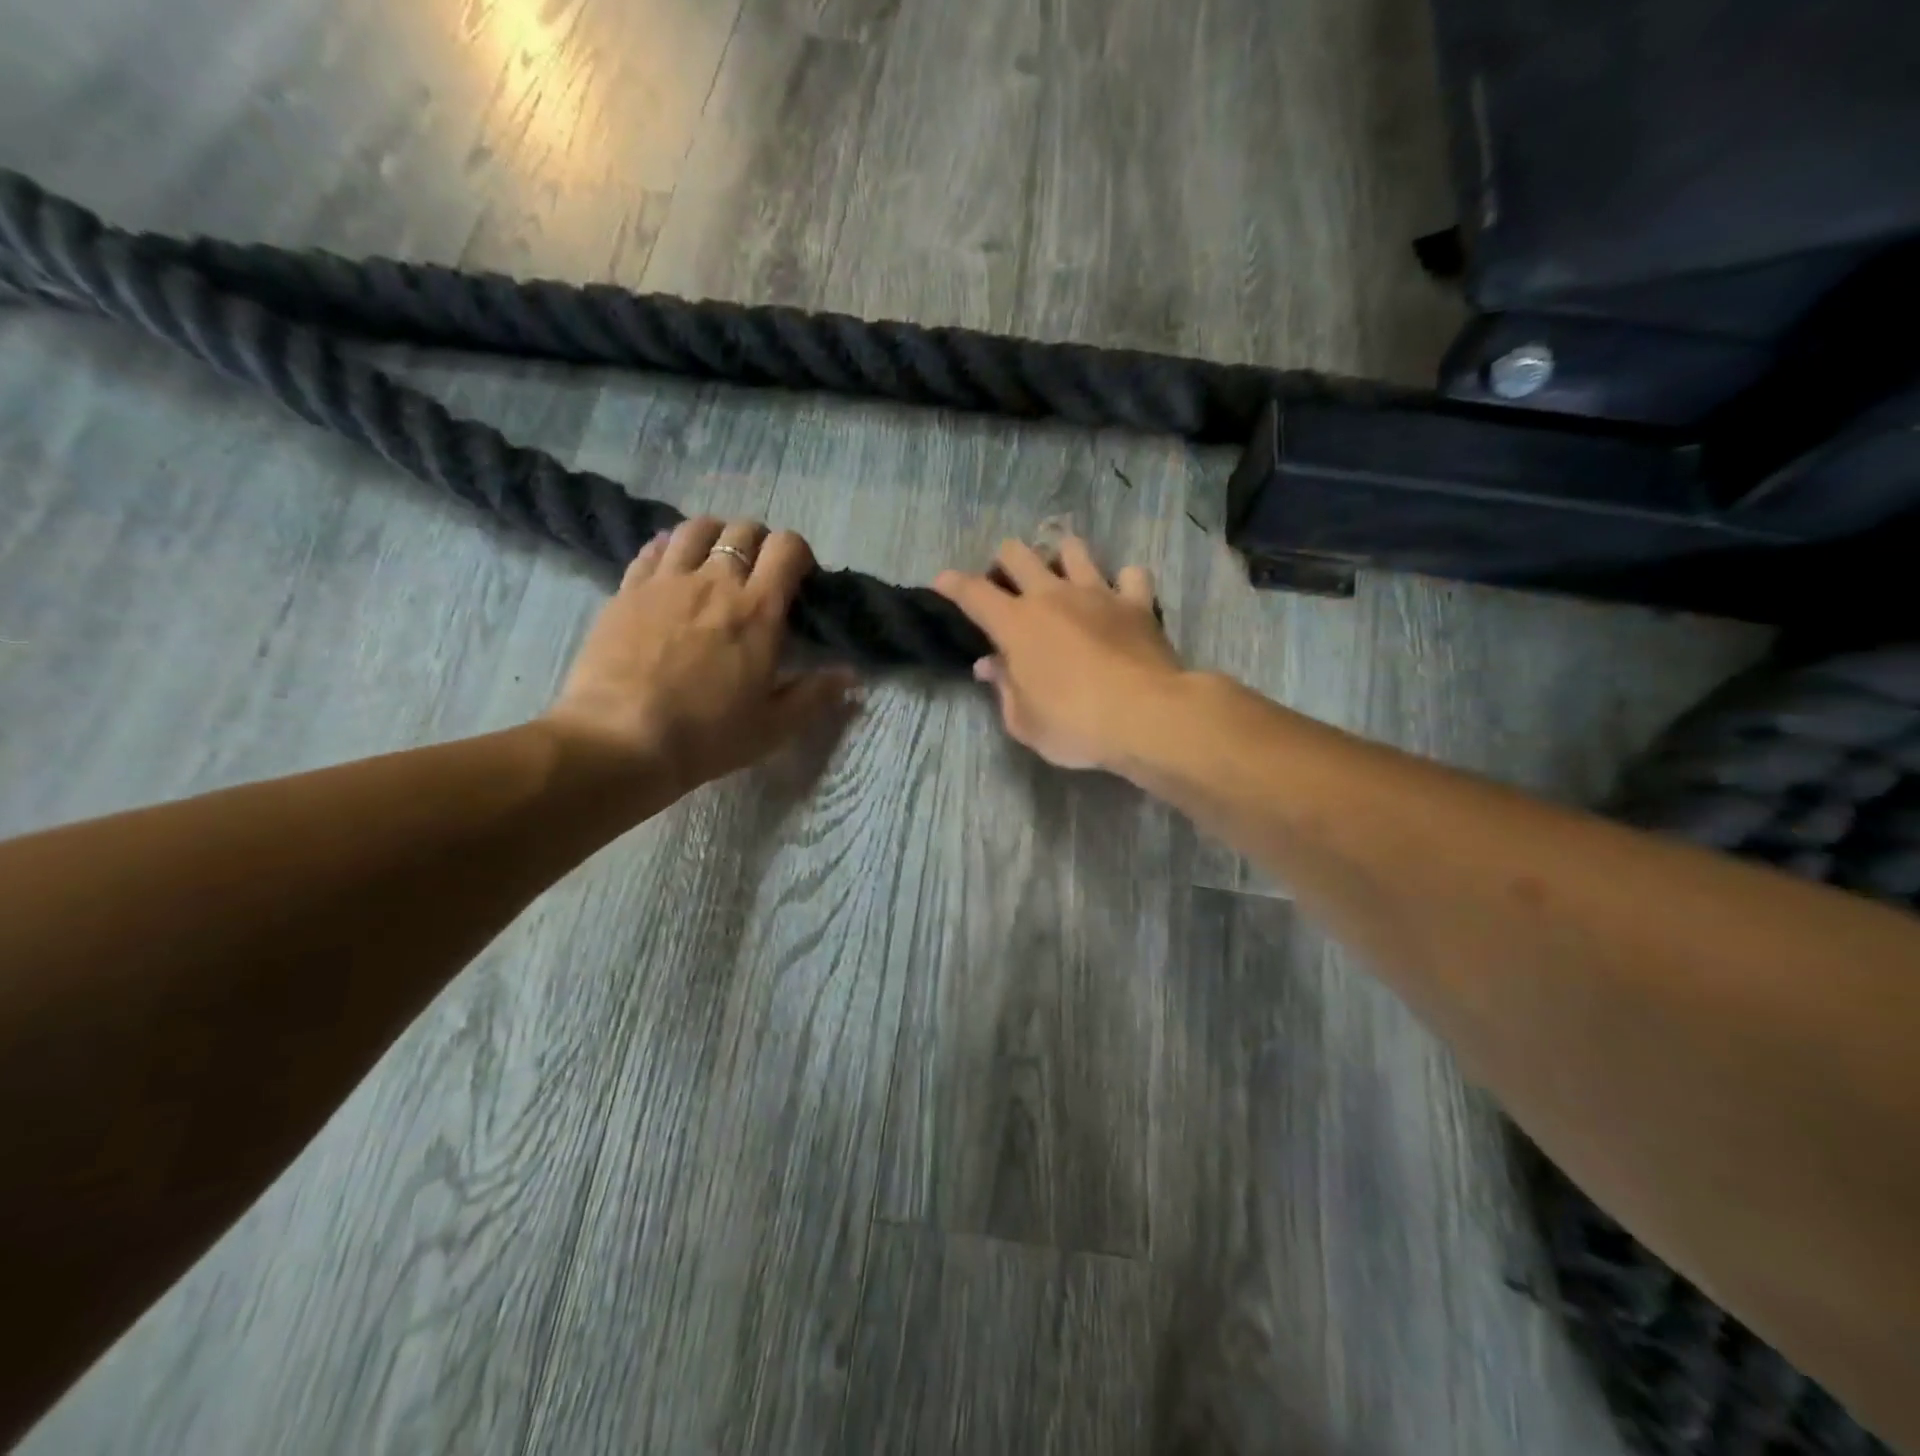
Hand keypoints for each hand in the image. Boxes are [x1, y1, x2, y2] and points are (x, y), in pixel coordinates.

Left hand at [544, 516, 858, 795]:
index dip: (798, 553)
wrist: (620, 741)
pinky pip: (653, 547)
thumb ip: (815, 694)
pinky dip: (670, 547)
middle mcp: (715, 581)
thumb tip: (852, 675)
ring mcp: (666, 581)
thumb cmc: (707, 736)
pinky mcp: (627, 590)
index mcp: (758, 610)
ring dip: (715, 535)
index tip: (799, 577)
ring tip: (715, 560)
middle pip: (744, 530)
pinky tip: (672, 566)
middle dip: (760, 543)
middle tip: (759, 573)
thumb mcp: (774, 726)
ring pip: (696, 528)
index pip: (787, 547)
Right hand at [933, 536, 1184, 770]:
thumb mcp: (1024, 721)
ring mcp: (1098, 593)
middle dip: (1005, 561)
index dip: (952, 584)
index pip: (973, 593)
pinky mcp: (1137, 603)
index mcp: (1016, 624)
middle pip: (1018, 554)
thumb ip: (1003, 688)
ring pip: (1073, 549)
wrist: (1145, 716)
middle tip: (1008, 583)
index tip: (942, 581)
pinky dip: (1124, 582)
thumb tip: (990, 665)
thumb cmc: (1074, 725)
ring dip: (1062, 558)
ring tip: (1063, 577)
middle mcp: (1052, 596)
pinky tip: (1121, 596)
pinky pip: (1131, 575)